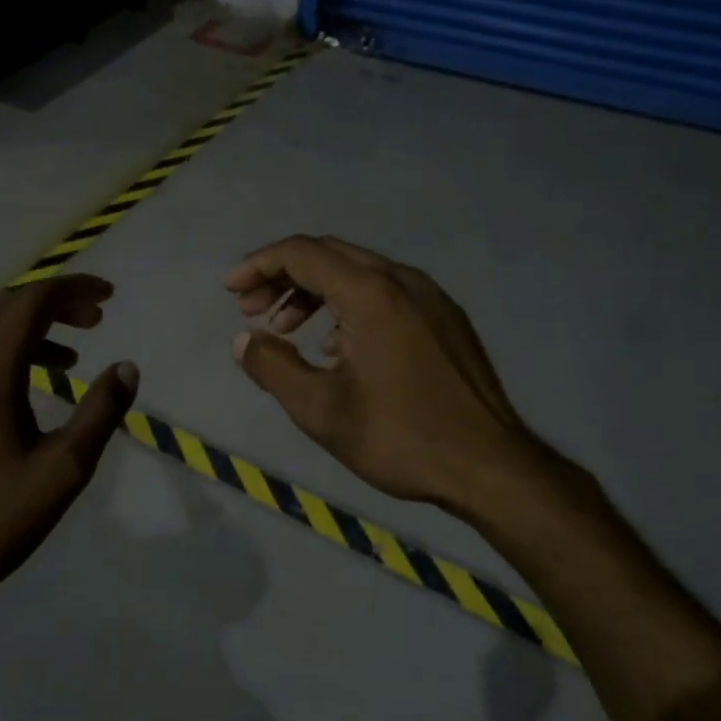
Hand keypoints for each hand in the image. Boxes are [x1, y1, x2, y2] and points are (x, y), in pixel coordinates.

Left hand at [0, 275, 138, 615]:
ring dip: (23, 339)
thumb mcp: (62, 471)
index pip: (31, 302)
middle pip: (2, 310)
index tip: (107, 296)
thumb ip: (100, 413)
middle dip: (51, 306)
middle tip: (92, 323)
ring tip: (63, 364)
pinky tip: (6, 407)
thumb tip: (127, 368)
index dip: (72, 289)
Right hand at [228, 236, 569, 512]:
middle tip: (251, 309)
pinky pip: (386, 294)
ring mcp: (431, 297)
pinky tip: (336, 347)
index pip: (303, 253)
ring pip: (360, 273)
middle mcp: (404, 281)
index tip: (230, 291)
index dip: (259, 265)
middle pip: (331, 255)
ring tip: (287, 329)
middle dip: (283, 276)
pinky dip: (349, 306)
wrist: (491, 467)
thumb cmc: (400, 438)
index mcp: (372, 293)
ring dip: (316, 292)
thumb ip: (273, 367)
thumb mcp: (321, 410)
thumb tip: (243, 340)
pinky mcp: (446, 319)